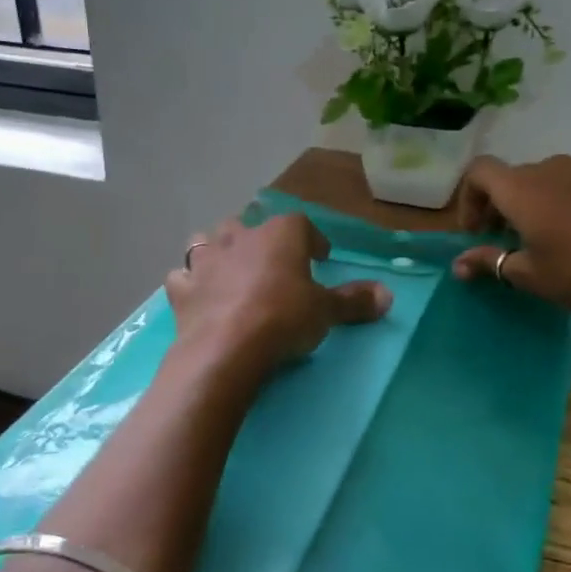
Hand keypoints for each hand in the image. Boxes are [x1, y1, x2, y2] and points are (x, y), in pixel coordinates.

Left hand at [167, 214, 390, 378]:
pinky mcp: (182, 289)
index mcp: (280, 235)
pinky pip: (183, 277)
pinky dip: (191, 284)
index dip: (311, 240)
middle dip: (259, 241)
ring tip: (230, 272)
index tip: (319, 259)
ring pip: (207, 241)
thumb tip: (388, 295)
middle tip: (271, 265)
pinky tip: (199, 297)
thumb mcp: (326, 312)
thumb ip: (355, 301)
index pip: (300, 224)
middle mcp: (240, 237)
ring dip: (218, 252)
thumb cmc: (284, 319)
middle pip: (248, 226)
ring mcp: (206, 260)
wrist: (227, 348)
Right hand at [452, 154, 570, 319]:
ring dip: (527, 204)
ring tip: (535, 238)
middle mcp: (548, 170)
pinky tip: (570, 236)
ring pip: (540, 180)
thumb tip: (458, 265)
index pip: (479, 171)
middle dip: (497, 205)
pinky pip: (568, 186)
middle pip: (510, 177)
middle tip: (500, 240)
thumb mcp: (526, 274)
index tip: (476, 231)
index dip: (468, 198)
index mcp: (521, 189)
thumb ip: (488, 261)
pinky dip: (556, 203)